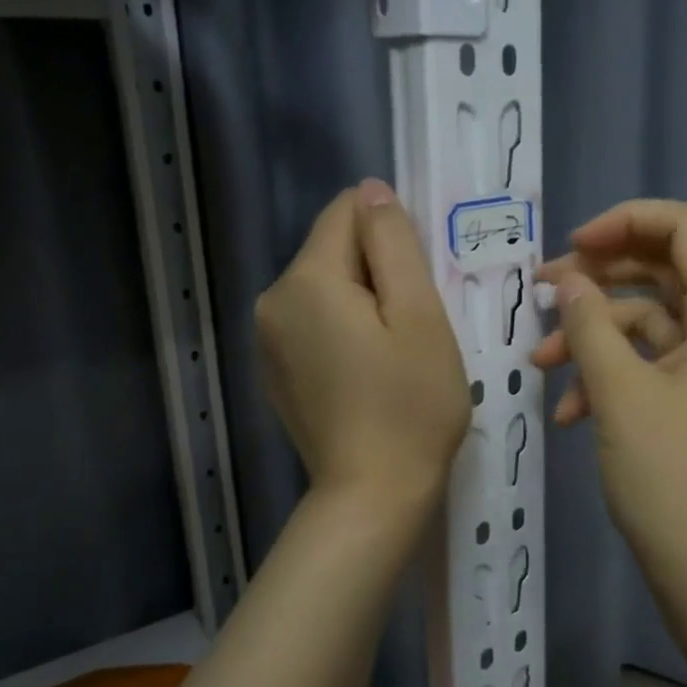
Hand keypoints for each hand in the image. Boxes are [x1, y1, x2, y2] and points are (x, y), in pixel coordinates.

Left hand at [256, 179, 469, 521]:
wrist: (372, 495)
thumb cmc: (410, 403)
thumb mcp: (419, 314)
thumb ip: (393, 243)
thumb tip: (372, 191)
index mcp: (306, 280)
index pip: (347, 212)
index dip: (392, 235)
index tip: (420, 281)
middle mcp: (272, 301)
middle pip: (334, 251)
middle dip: (378, 272)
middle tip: (415, 325)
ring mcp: (267, 341)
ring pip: (326, 288)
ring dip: (364, 303)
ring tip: (395, 352)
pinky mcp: (275, 372)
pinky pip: (314, 324)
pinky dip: (344, 332)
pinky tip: (368, 373)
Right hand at [532, 200, 686, 591]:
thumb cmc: (673, 478)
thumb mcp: (620, 393)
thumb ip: (590, 323)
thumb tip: (568, 281)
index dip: (626, 222)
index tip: (571, 248)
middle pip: (665, 272)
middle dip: (599, 279)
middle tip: (542, 292)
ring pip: (651, 323)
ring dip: (595, 336)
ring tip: (541, 364)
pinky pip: (654, 366)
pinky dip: (611, 376)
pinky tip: (569, 412)